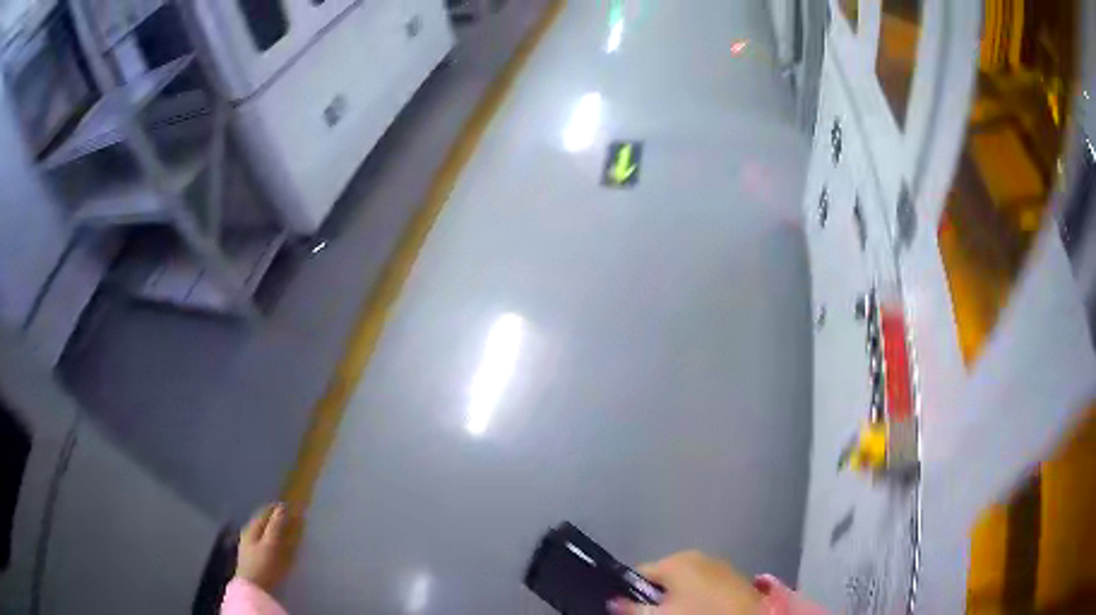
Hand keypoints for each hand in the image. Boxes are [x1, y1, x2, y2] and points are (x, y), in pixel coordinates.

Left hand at [235, 503, 303, 592]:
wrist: (252, 588)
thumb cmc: (263, 565)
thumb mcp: (271, 544)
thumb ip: (276, 526)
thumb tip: (282, 506)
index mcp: (251, 528)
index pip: (264, 512)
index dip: (276, 508)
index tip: (289, 506)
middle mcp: (247, 533)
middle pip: (261, 521)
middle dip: (274, 518)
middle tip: (289, 518)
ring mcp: (248, 546)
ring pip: (261, 532)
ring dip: (272, 529)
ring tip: (285, 531)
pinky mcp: (251, 558)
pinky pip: (262, 542)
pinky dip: (270, 539)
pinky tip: (276, 546)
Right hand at [609, 550, 762, 614]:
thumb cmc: (699, 614)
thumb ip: (631, 607)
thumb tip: (612, 600)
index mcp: (677, 560)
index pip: (640, 572)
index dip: (633, 592)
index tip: (635, 609)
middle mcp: (699, 555)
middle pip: (664, 576)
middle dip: (659, 595)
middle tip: (663, 613)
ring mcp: (721, 565)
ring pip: (687, 581)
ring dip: (681, 596)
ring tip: (685, 612)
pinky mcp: (736, 577)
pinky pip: (707, 585)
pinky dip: (701, 596)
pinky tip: (705, 610)